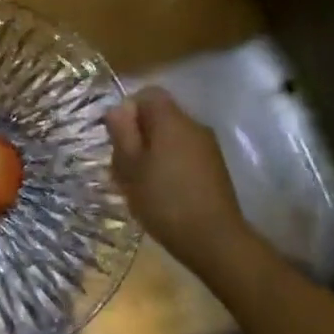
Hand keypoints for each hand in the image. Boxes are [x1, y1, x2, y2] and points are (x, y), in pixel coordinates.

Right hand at [106, 87, 252, 272]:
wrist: (215, 240)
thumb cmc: (164, 200)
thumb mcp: (130, 167)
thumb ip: (122, 132)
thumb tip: (118, 108)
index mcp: (171, 120)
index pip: (148, 93)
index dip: (129, 109)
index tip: (118, 137)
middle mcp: (194, 125)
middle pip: (160, 115)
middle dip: (139, 134)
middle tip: (124, 165)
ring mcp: (208, 147)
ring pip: (172, 136)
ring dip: (153, 152)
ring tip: (141, 183)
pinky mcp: (216, 168)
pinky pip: (185, 153)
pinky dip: (170, 164)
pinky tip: (163, 192)